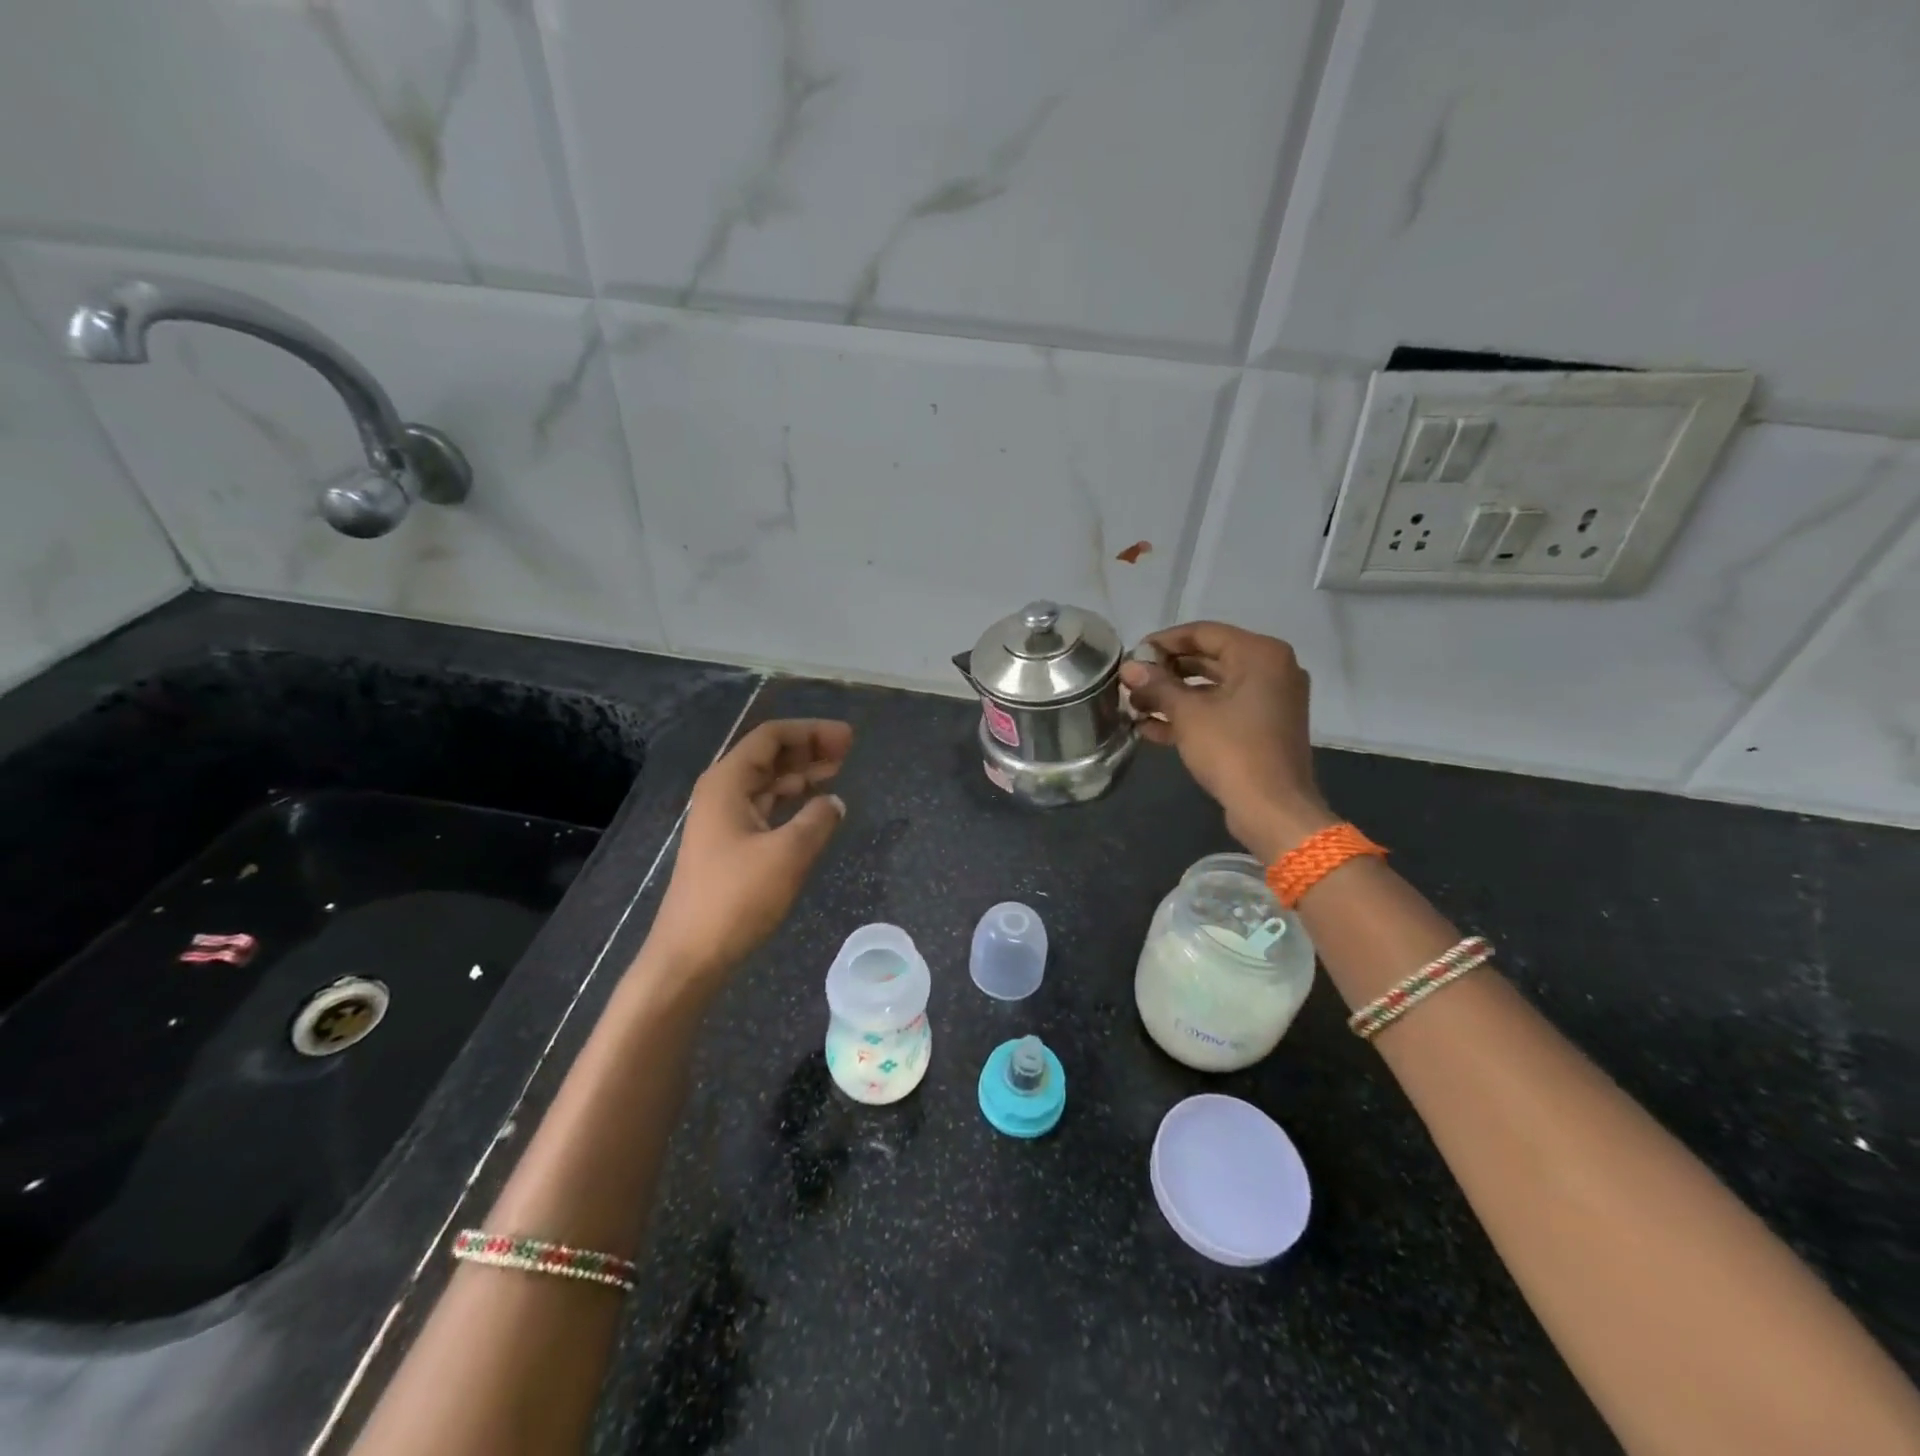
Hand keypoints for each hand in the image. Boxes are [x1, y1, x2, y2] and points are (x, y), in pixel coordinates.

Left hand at [645, 719, 852, 987]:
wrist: (690, 955)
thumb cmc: (736, 898)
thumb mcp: (788, 854)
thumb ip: (817, 820)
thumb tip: (835, 802)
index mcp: (727, 783)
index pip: (771, 737)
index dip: (811, 731)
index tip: (847, 738)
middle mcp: (722, 793)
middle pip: (769, 756)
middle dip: (809, 748)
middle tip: (848, 750)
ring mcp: (723, 819)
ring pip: (768, 782)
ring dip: (802, 774)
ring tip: (839, 770)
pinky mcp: (729, 845)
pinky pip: (766, 807)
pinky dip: (792, 801)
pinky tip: (815, 807)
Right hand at [1119, 622, 1335, 859]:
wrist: (1272, 809)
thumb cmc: (1232, 750)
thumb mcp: (1188, 714)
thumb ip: (1157, 685)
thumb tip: (1128, 668)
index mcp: (1260, 654)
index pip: (1203, 633)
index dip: (1163, 642)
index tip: (1132, 655)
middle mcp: (1270, 670)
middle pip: (1208, 659)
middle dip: (1166, 672)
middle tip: (1130, 681)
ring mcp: (1269, 701)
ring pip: (1213, 688)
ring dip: (1173, 696)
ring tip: (1134, 705)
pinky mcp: (1262, 728)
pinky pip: (1222, 711)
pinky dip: (1191, 716)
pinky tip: (1151, 728)